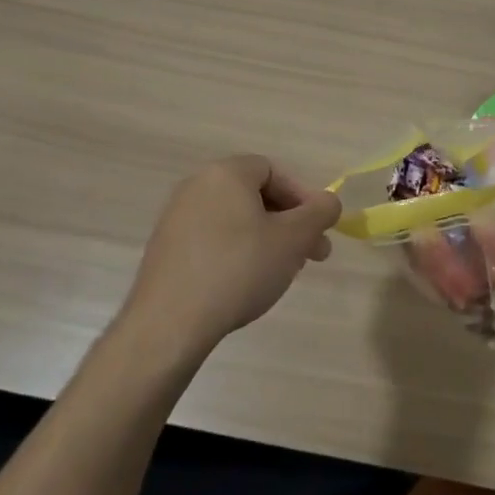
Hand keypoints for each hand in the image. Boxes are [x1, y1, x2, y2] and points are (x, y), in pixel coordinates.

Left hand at [121, 155, 341, 355]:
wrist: (170, 323)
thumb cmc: (239, 269)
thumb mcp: (293, 239)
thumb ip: (319, 213)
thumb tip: (328, 202)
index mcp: (225, 173)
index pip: (274, 171)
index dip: (303, 197)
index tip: (318, 230)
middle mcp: (196, 186)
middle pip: (255, 196)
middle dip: (289, 223)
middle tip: (311, 256)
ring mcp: (176, 218)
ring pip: (236, 219)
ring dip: (267, 239)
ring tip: (283, 272)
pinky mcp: (165, 249)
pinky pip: (213, 239)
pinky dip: (237, 252)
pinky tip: (247, 283)